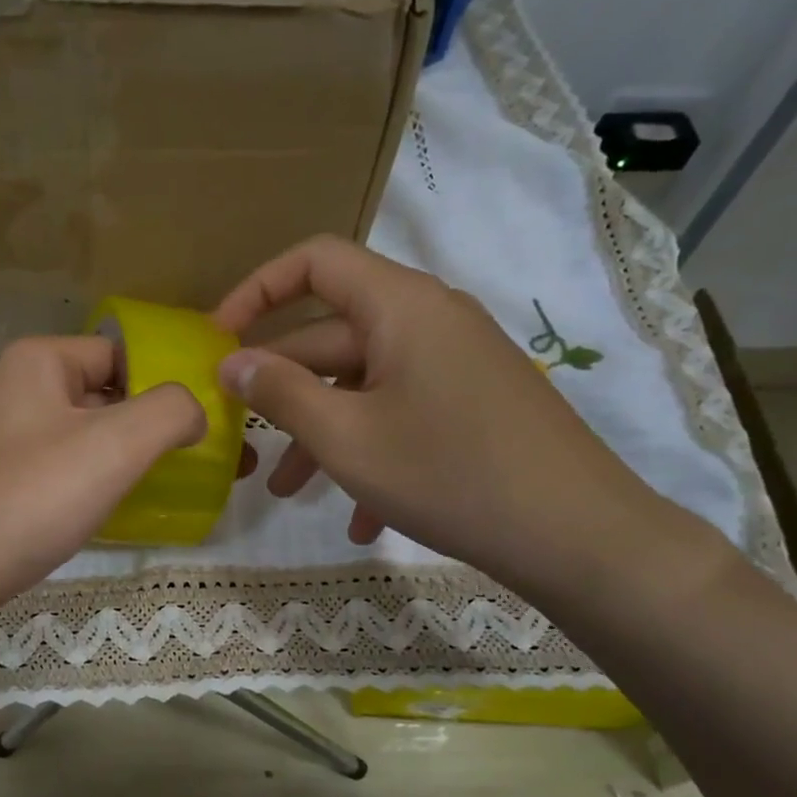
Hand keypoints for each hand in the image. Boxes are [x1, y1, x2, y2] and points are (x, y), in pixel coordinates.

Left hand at [0, 336, 204, 624]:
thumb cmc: (25, 501)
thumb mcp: (113, 446)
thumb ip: (170, 411)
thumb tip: (193, 410)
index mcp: (38, 363)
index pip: (125, 354)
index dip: (171, 384)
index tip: (213, 425)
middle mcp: (15, 393)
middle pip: (106, 397)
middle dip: (158, 429)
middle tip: (208, 463)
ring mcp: (1, 444)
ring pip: (84, 441)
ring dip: (129, 462)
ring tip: (175, 492)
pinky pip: (59, 477)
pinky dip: (93, 490)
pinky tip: (118, 517)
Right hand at [214, 236, 698, 600]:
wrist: (576, 534)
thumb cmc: (448, 474)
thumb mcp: (346, 438)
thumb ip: (280, 393)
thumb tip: (232, 362)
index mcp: (401, 307)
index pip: (315, 262)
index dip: (258, 290)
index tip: (219, 338)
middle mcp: (431, 321)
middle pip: (334, 336)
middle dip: (282, 389)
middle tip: (241, 436)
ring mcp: (457, 365)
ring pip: (365, 385)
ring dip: (322, 433)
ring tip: (287, 492)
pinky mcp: (474, 405)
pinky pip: (404, 414)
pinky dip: (371, 453)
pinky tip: (359, 519)